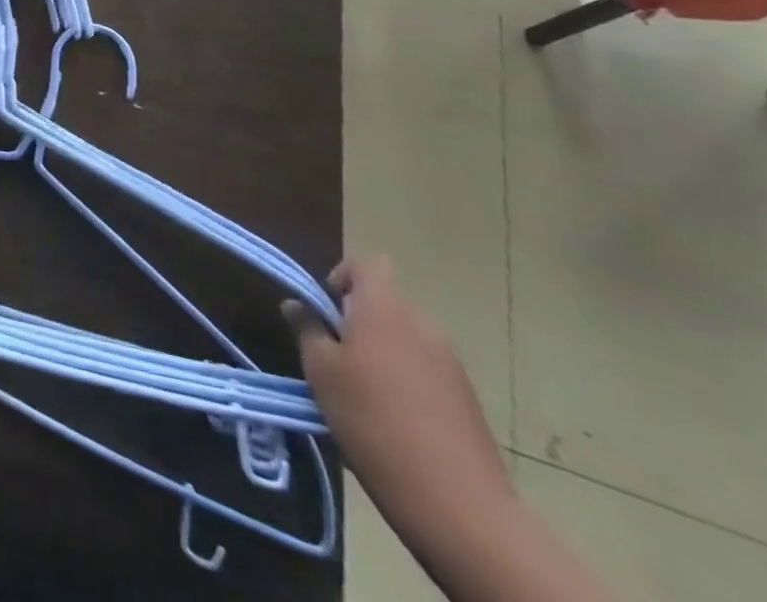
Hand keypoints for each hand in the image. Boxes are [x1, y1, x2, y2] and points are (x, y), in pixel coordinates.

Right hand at [284, 255, 509, 539]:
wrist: (457, 502)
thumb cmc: (372, 419)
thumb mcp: (320, 371)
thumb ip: (307, 329)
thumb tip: (298, 306)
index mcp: (384, 307)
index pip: (368, 263)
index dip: (343, 276)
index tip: (326, 310)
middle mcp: (422, 324)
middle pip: (386, 303)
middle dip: (359, 320)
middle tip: (335, 356)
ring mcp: (451, 363)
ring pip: (406, 338)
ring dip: (382, 352)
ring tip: (362, 393)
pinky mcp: (468, 400)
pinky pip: (426, 370)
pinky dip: (406, 381)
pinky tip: (393, 420)